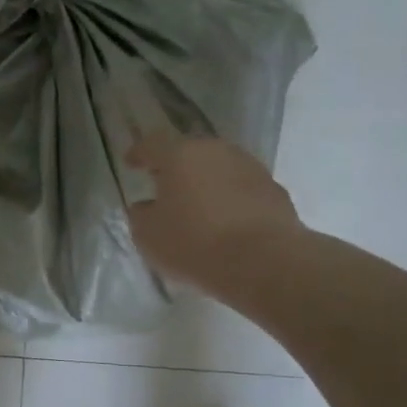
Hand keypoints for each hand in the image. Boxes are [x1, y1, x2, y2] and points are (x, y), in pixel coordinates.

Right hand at [125, 132, 303, 301]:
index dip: (138, 153)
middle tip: (165, 185)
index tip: (131, 163)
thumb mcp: (148, 235)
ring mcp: (250, 167)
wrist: (263, 262)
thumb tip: (146, 206)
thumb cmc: (194, 243)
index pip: (152, 144)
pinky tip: (227, 222)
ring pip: (219, 168)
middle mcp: (216, 151)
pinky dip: (231, 199)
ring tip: (198, 206)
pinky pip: (243, 188)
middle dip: (176, 167)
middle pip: (190, 152)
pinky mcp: (275, 190)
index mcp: (180, 155)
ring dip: (206, 182)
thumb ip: (141, 215)